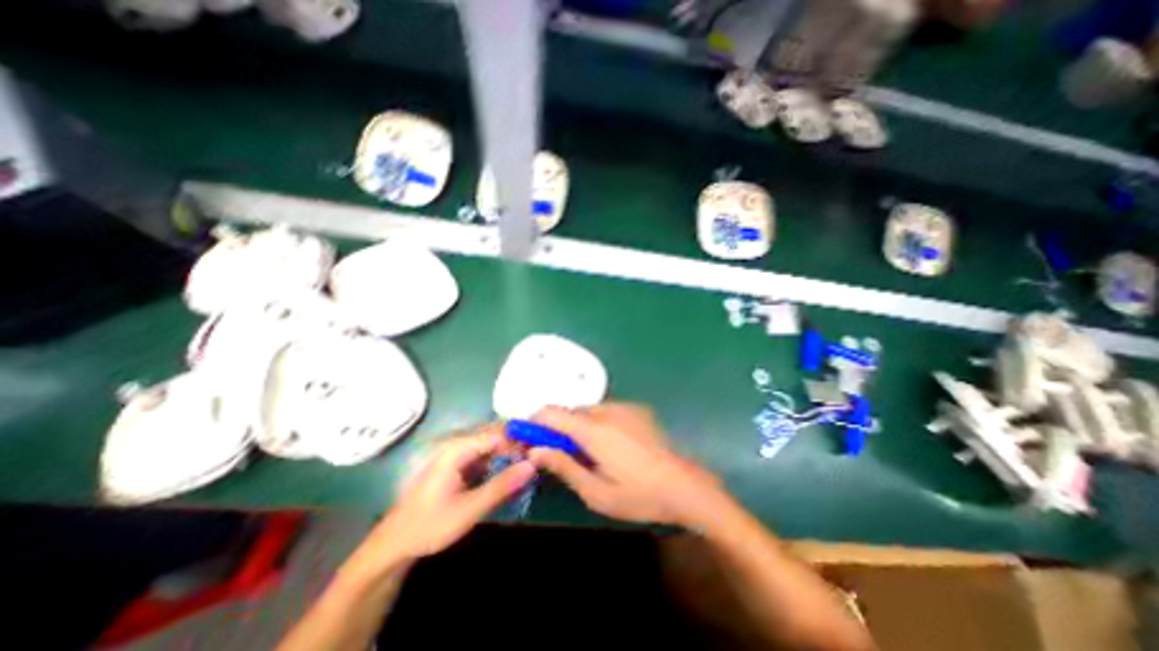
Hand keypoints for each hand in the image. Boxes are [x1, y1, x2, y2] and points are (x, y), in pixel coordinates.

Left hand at [354, 428, 539, 569]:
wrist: (395, 543)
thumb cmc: (429, 526)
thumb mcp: (468, 510)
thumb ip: (501, 486)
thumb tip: (533, 465)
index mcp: (457, 448)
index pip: (498, 433)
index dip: (521, 440)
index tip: (541, 451)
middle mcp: (458, 442)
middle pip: (496, 433)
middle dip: (518, 443)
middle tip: (539, 457)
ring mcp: (458, 451)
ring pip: (493, 442)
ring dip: (511, 450)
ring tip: (530, 463)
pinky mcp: (459, 461)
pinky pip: (486, 452)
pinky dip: (502, 458)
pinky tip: (513, 469)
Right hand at [528, 401, 720, 527]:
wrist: (685, 485)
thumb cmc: (639, 495)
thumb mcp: (596, 492)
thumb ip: (564, 467)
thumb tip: (535, 450)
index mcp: (593, 430)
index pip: (551, 412)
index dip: (533, 422)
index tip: (527, 439)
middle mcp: (606, 410)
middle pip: (569, 411)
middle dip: (557, 428)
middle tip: (558, 454)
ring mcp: (624, 407)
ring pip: (587, 410)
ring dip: (578, 426)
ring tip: (588, 453)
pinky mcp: (636, 409)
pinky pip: (605, 411)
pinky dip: (596, 423)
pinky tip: (610, 446)